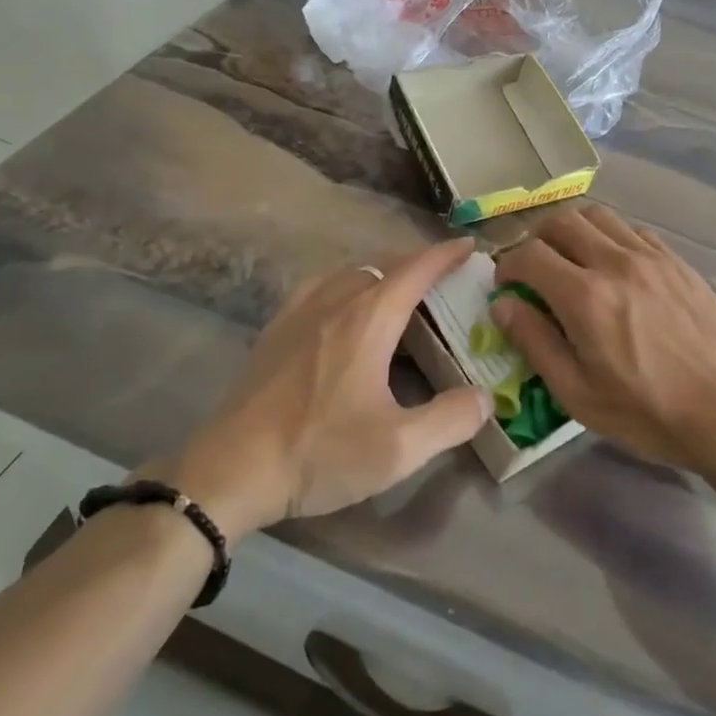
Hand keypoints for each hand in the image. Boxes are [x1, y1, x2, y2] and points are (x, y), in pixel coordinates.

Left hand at [171, 240, 491, 538]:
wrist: (230, 469)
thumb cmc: (318, 452)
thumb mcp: (397, 448)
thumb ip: (450, 420)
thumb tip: (484, 398)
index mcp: (369, 318)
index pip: (416, 270)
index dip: (446, 255)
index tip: (469, 246)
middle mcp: (336, 300)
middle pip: (384, 265)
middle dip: (418, 264)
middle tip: (444, 280)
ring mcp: (299, 311)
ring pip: (350, 272)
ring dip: (382, 273)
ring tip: (400, 294)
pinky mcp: (276, 329)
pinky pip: (321, 287)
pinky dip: (347, 285)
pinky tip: (345, 311)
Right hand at [493, 206, 715, 470]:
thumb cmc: (647, 412)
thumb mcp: (578, 394)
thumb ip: (536, 342)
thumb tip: (503, 306)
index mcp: (585, 297)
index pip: (530, 254)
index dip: (508, 265)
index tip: (506, 285)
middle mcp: (615, 262)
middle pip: (562, 221)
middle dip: (537, 239)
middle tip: (535, 268)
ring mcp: (651, 257)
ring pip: (599, 216)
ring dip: (574, 230)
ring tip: (572, 260)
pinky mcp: (678, 261)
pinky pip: (634, 230)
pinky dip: (612, 238)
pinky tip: (616, 267)